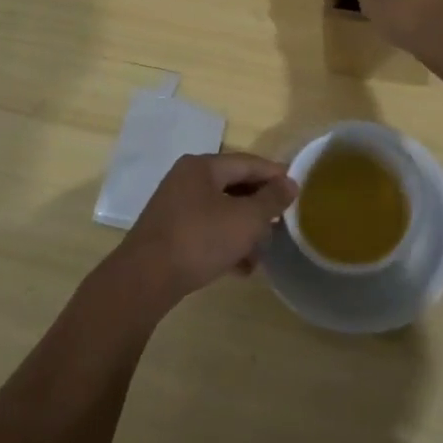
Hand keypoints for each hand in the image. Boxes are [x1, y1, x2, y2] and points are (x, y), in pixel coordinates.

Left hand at [110, 153, 296, 310]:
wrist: (144, 280)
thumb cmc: (199, 240)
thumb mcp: (245, 219)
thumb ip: (271, 200)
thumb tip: (290, 183)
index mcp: (202, 166)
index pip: (248, 162)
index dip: (275, 174)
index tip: (298, 190)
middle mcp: (186, 179)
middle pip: (234, 186)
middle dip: (260, 207)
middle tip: (282, 223)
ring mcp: (175, 207)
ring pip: (221, 211)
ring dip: (244, 230)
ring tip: (263, 253)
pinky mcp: (169, 233)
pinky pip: (206, 230)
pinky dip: (225, 244)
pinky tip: (241, 268)